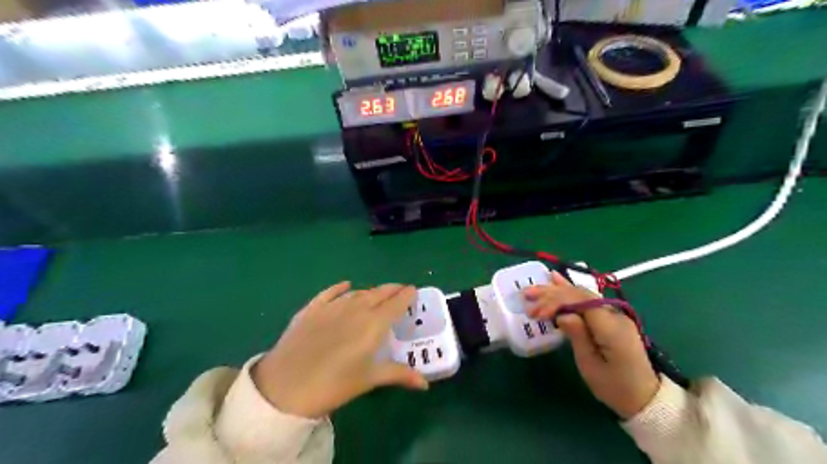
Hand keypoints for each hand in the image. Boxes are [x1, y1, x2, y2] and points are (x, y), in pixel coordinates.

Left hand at [252, 280, 425, 418]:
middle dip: (392, 290)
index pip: (396, 302)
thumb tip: (425, 384)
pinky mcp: (311, 309)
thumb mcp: (369, 379)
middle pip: (379, 293)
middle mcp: (356, 308)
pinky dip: (340, 288)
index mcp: (374, 323)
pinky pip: (330, 293)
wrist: (285, 386)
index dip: (406, 295)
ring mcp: (332, 306)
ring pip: (358, 293)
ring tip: (377, 294)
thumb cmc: (334, 384)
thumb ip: (399, 375)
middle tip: (399, 291)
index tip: (413, 291)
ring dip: (371, 291)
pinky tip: (346, 286)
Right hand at [526, 273, 663, 420]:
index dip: (555, 302)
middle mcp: (614, 314)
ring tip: (534, 287)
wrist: (645, 398)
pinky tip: (557, 280)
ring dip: (557, 290)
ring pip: (582, 294)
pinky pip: (587, 300)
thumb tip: (562, 314)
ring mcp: (614, 314)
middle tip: (527, 295)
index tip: (535, 313)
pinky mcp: (610, 318)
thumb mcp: (591, 366)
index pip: (580, 302)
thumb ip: (578, 336)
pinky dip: (569, 291)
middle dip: (551, 294)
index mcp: (611, 327)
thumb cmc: (614, 387)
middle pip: (579, 295)